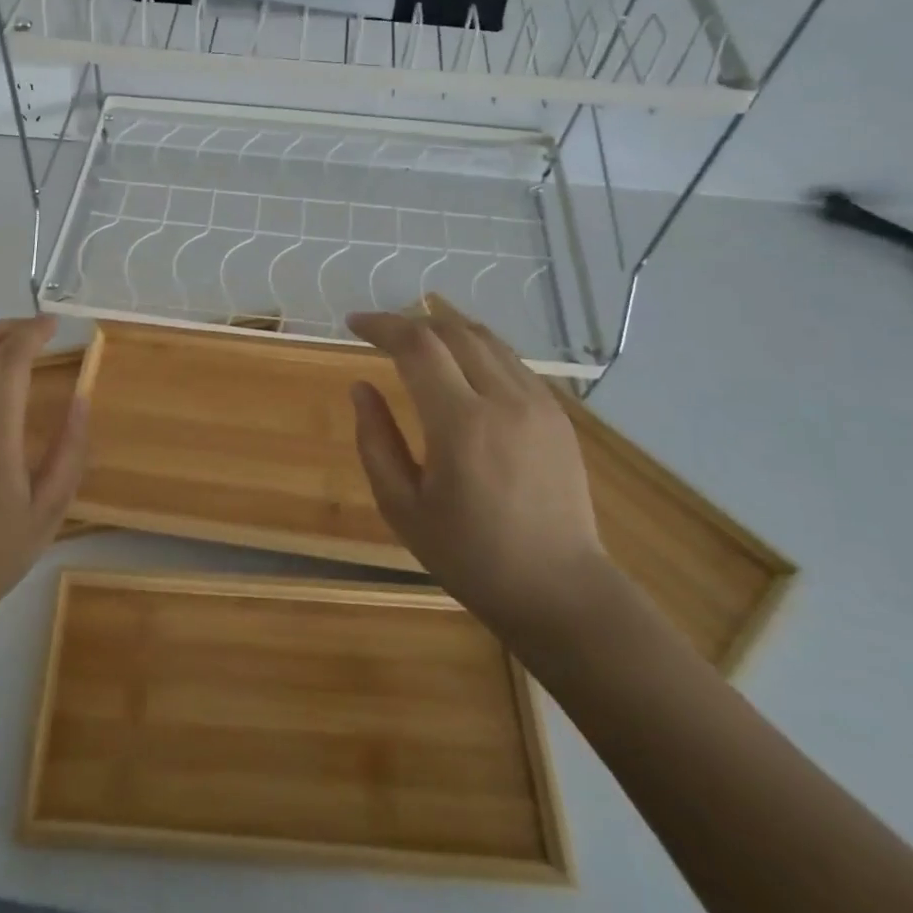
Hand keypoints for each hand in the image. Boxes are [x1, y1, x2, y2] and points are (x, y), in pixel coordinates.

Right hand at [346, 295, 605, 641]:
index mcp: (460, 424)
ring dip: (444, 330)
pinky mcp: (557, 414)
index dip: (381, 325)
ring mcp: (538, 403)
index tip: (353, 324)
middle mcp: (504, 400)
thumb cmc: (469, 556)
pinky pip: (510, 361)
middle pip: (452, 331)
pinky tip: (459, 368)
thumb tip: (361, 387)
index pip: (417, 345)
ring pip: (486, 339)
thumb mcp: (402, 506)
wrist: (559, 590)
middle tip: (380, 334)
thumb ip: (375, 440)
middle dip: (410, 322)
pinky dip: (476, 349)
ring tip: (415, 342)